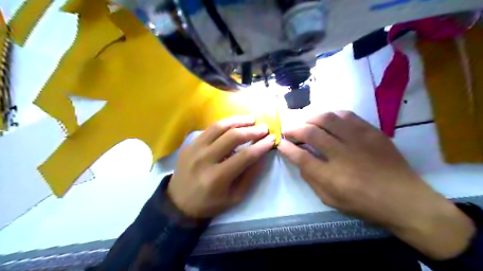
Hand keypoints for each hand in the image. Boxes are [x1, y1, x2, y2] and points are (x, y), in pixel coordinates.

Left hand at [168, 116, 275, 218]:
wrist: (178, 202)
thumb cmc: (209, 203)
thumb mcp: (234, 197)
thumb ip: (249, 176)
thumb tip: (262, 156)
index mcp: (217, 178)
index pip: (245, 156)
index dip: (261, 146)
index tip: (272, 139)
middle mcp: (204, 160)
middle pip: (232, 137)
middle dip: (252, 131)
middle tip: (264, 128)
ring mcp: (194, 149)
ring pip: (219, 127)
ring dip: (238, 121)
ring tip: (251, 120)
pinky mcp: (190, 144)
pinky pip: (209, 128)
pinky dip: (225, 123)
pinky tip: (234, 123)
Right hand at [279, 111, 473, 259]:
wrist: (404, 198)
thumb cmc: (364, 203)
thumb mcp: (331, 199)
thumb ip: (311, 179)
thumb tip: (299, 159)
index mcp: (332, 176)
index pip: (301, 157)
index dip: (287, 148)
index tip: (281, 143)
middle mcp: (343, 154)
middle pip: (311, 133)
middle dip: (294, 129)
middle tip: (288, 130)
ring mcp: (359, 140)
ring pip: (327, 119)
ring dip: (310, 118)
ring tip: (305, 121)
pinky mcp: (371, 132)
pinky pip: (347, 115)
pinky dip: (331, 114)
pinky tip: (326, 119)